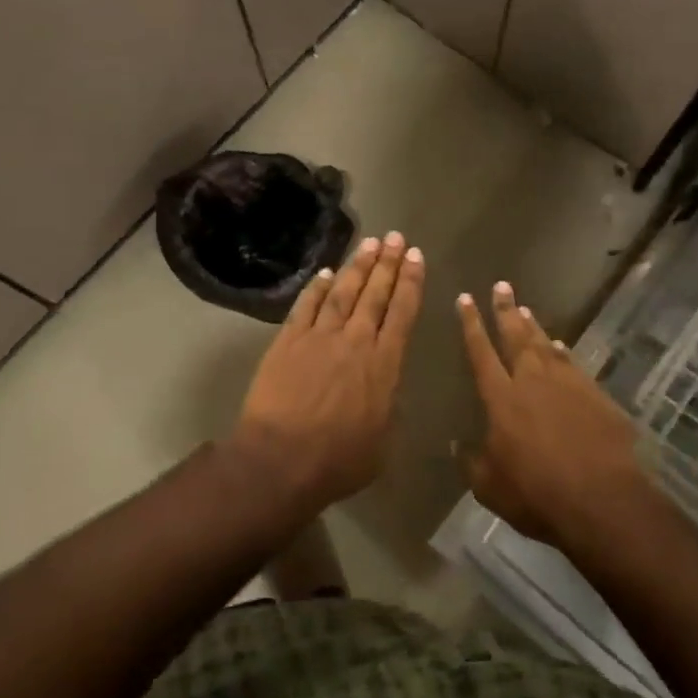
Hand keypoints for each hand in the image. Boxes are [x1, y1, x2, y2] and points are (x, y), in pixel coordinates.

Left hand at [230, 232, 424, 512]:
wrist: (281, 458)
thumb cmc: (338, 460)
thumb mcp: (382, 441)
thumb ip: (388, 406)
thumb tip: (388, 387)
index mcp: (383, 364)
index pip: (402, 312)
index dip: (410, 282)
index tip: (416, 256)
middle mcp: (355, 340)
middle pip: (375, 294)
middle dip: (388, 263)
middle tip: (397, 237)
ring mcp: (319, 336)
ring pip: (343, 291)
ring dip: (358, 266)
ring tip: (370, 243)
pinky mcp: (288, 340)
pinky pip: (306, 306)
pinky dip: (316, 288)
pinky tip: (325, 273)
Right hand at [457, 283, 644, 545]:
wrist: (602, 501)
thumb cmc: (537, 494)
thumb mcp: (490, 487)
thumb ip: (471, 462)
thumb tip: (457, 444)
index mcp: (501, 398)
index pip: (480, 351)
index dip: (471, 324)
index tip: (465, 298)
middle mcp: (532, 381)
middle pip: (515, 336)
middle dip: (505, 310)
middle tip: (501, 285)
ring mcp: (567, 385)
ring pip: (545, 345)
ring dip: (533, 326)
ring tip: (525, 308)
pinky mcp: (596, 396)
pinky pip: (573, 364)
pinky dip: (563, 352)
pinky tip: (561, 346)